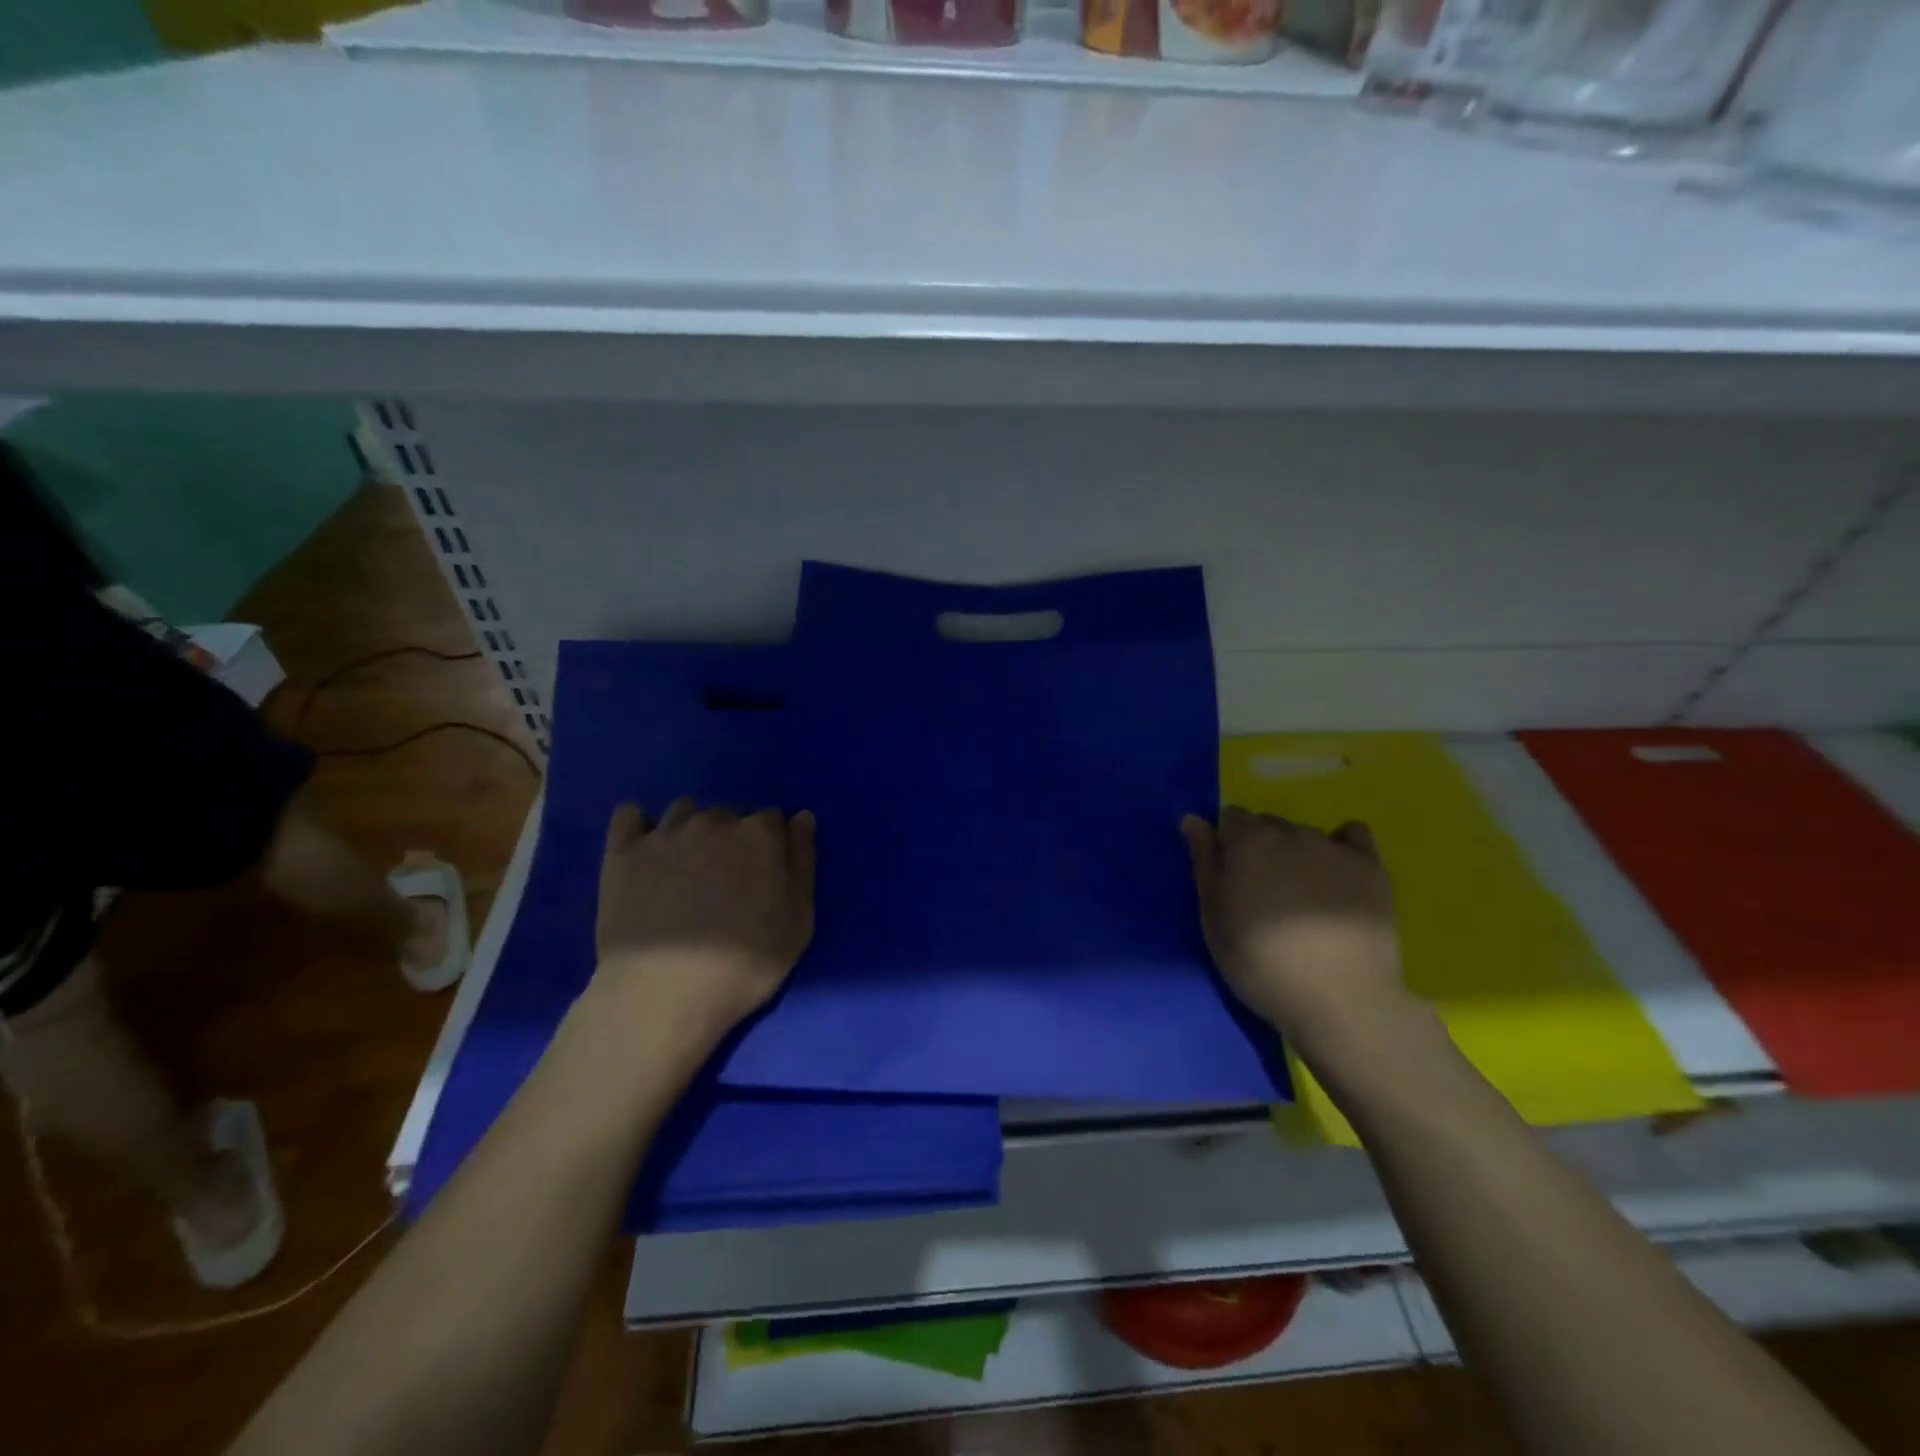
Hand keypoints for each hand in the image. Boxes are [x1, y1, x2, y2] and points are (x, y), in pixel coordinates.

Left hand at [594, 799, 815, 1041]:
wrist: (662, 996)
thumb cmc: (743, 965)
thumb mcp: (798, 923)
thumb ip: (803, 863)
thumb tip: (801, 817)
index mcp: (759, 834)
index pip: (772, 818)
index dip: (771, 846)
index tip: (764, 876)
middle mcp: (713, 821)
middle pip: (729, 815)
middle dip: (731, 838)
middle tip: (725, 881)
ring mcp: (664, 834)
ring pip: (684, 811)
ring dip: (691, 831)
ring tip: (686, 869)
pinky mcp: (622, 852)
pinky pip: (629, 816)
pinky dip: (639, 825)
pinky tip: (645, 850)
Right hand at [1181, 808, 1404, 1046]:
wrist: (1341, 1000)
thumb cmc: (1262, 964)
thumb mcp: (1214, 920)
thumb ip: (1204, 864)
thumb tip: (1192, 820)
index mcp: (1249, 843)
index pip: (1231, 817)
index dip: (1227, 844)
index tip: (1229, 877)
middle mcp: (1291, 833)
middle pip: (1268, 823)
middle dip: (1260, 847)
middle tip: (1262, 892)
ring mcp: (1334, 848)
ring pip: (1305, 834)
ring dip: (1296, 852)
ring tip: (1302, 896)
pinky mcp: (1372, 867)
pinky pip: (1352, 834)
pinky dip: (1341, 845)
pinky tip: (1337, 874)